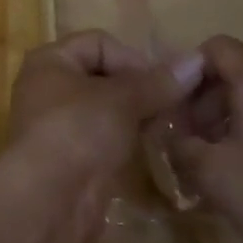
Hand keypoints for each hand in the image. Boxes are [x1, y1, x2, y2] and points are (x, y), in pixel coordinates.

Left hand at [0, 30, 203, 242]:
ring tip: (167, 129)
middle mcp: (50, 87)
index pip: (99, 42)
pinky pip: (105, 139)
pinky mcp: (72, 158)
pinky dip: (127, 142)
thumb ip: (157, 83)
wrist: (47, 200)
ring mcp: (60, 124)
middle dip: (139, 90)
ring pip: (106, 110)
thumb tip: (195, 62)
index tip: (162, 84)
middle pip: (104, 76)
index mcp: (51, 60)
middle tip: (173, 108)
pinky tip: (152, 152)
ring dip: (137, 118)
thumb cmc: (77, 131)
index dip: (132, 58)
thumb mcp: (121, 100)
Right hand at [169, 36, 242, 242]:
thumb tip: (170, 135)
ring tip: (207, 172)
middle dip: (200, 105)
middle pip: (234, 77)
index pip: (215, 47)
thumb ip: (180, 145)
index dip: (185, 69)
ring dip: (223, 129)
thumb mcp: (213, 175)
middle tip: (182, 145)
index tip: (168, 107)